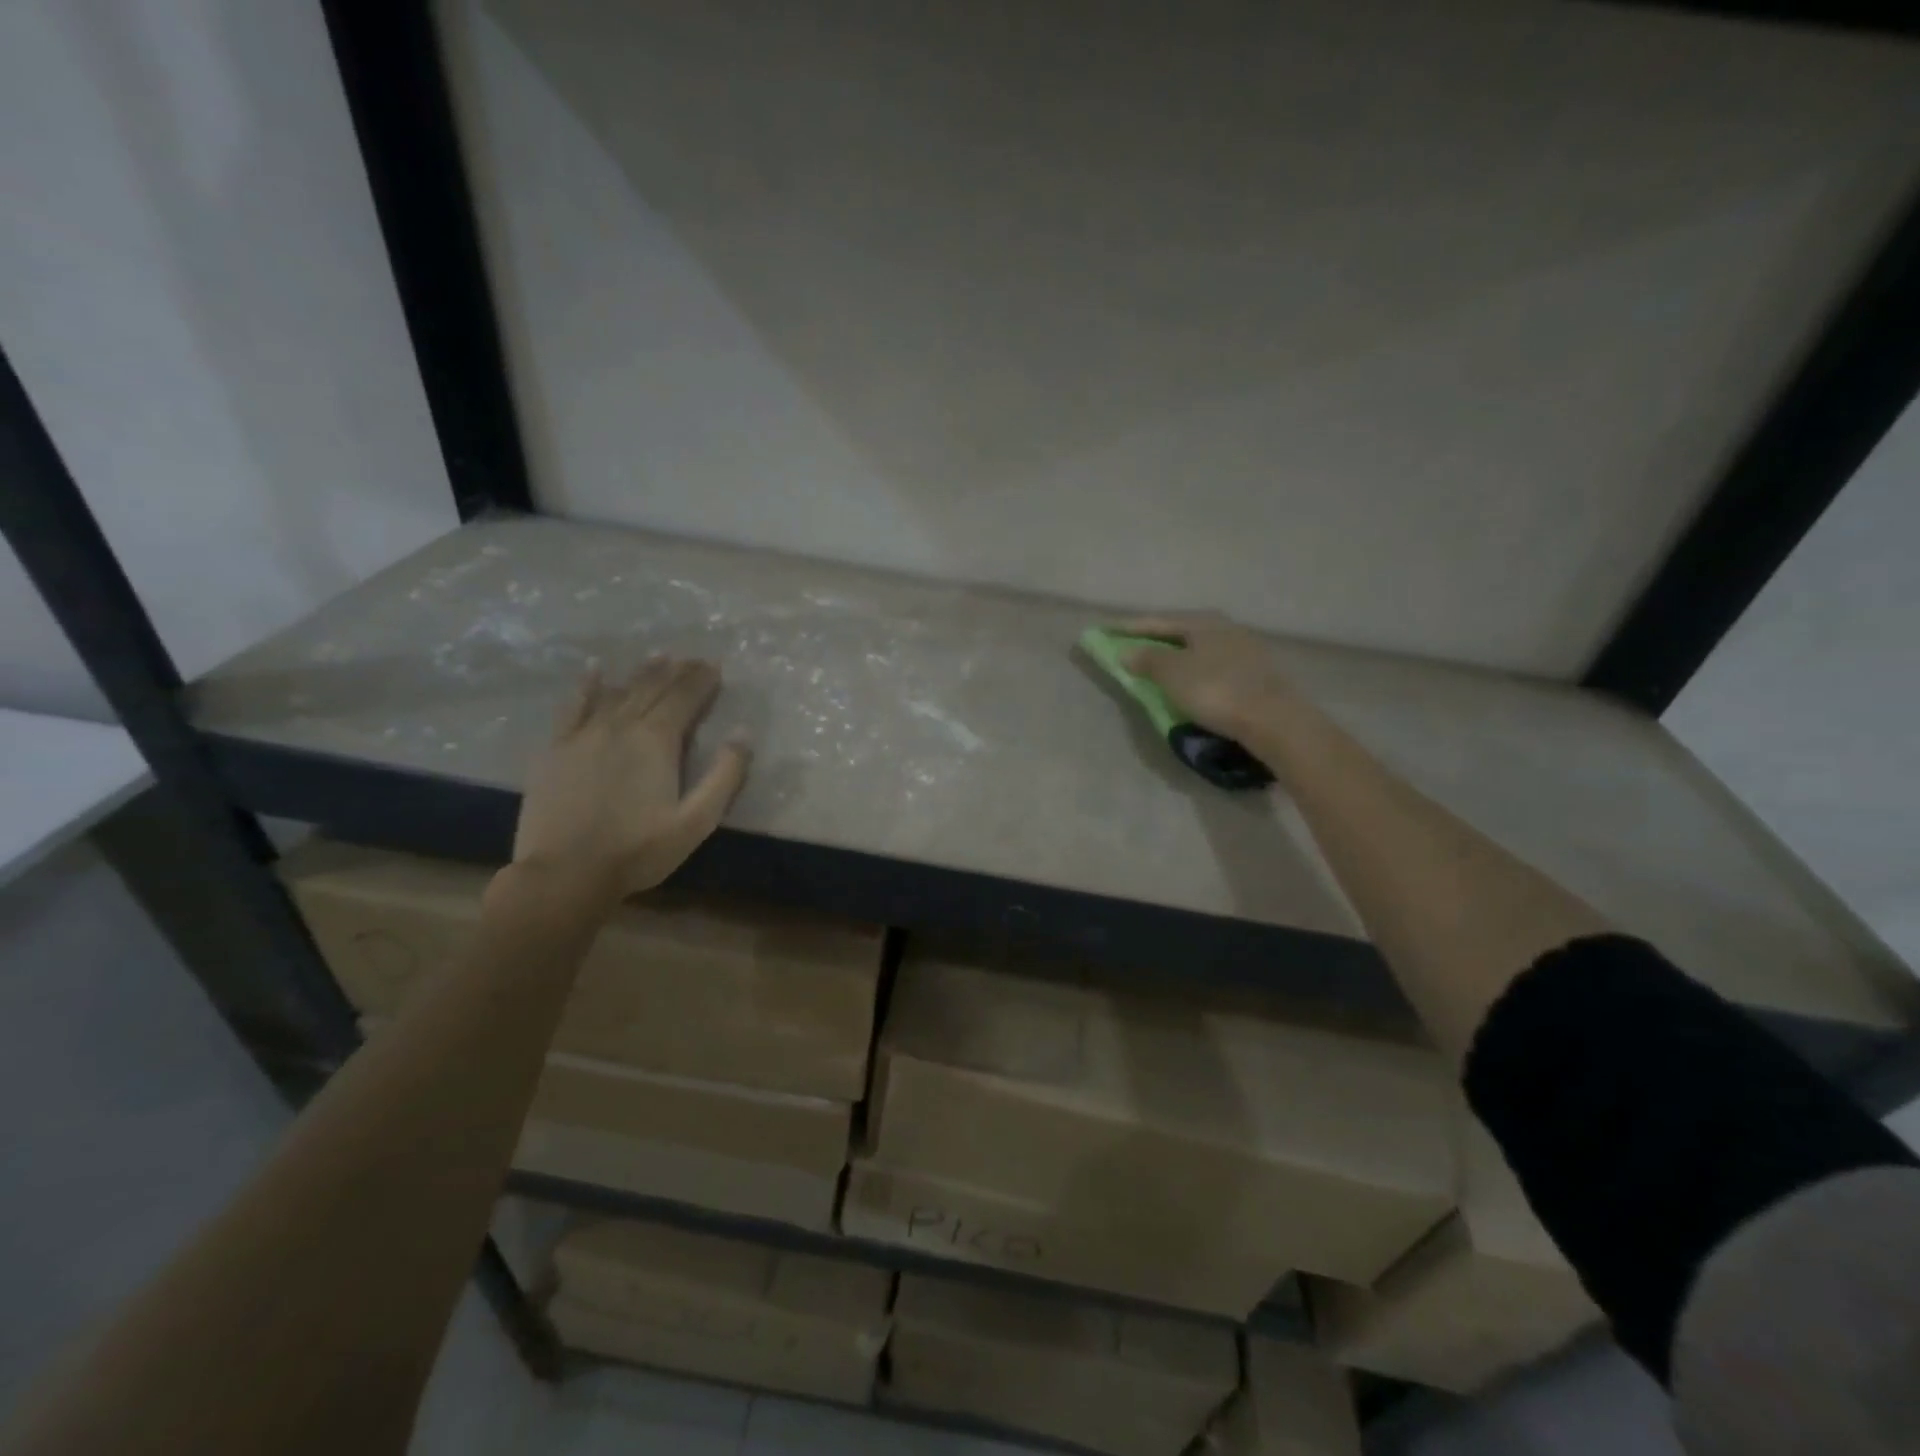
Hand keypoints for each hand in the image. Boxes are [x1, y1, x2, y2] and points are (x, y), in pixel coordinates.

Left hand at [511, 657, 750, 900]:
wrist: (564, 874)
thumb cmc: (638, 851)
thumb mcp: (696, 821)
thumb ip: (724, 775)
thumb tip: (743, 733)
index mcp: (656, 741)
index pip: (684, 698)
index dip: (702, 680)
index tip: (716, 665)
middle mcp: (621, 726)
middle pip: (654, 689)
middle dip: (677, 671)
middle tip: (693, 658)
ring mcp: (584, 734)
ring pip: (619, 692)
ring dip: (642, 673)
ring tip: (659, 656)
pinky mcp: (556, 748)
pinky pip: (573, 706)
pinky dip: (587, 685)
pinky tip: (596, 670)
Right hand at [1115, 612, 1296, 740]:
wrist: (1273, 720)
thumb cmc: (1215, 690)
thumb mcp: (1172, 674)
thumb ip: (1146, 660)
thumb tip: (1126, 652)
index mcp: (1203, 621)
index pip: (1156, 621)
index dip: (1127, 628)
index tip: (1103, 631)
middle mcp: (1225, 627)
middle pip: (1180, 631)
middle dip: (1153, 639)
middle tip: (1129, 646)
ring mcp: (1244, 649)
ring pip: (1198, 648)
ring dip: (1175, 656)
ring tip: (1156, 666)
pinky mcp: (1255, 673)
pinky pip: (1212, 665)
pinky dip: (1193, 670)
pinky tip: (1189, 681)